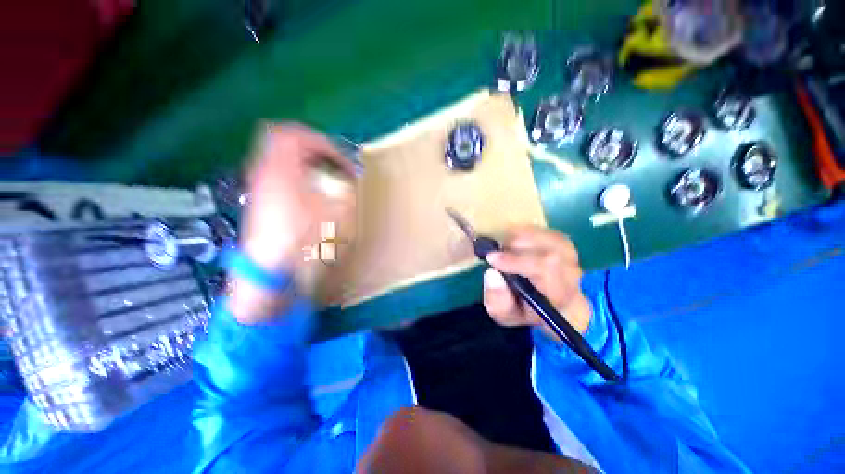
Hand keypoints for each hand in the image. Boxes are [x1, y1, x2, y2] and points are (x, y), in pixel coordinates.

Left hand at [240, 123, 356, 271]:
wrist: (271, 268)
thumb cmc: (304, 239)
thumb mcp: (335, 214)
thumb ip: (346, 192)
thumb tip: (348, 182)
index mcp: (281, 169)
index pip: (294, 134)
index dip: (321, 142)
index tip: (339, 159)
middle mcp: (265, 170)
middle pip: (282, 140)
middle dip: (311, 148)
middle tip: (331, 162)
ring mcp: (259, 184)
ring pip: (279, 156)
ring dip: (304, 161)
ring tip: (324, 177)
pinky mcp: (260, 198)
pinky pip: (278, 173)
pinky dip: (296, 174)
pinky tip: (311, 192)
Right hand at [482, 226, 590, 337]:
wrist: (548, 303)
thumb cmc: (524, 309)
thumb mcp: (505, 314)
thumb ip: (498, 300)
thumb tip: (491, 274)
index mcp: (561, 297)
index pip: (544, 269)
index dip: (516, 260)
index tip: (491, 258)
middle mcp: (572, 273)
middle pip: (546, 250)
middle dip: (514, 249)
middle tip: (496, 256)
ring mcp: (570, 254)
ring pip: (542, 236)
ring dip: (516, 240)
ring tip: (505, 252)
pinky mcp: (562, 240)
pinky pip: (540, 229)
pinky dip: (521, 233)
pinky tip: (514, 245)